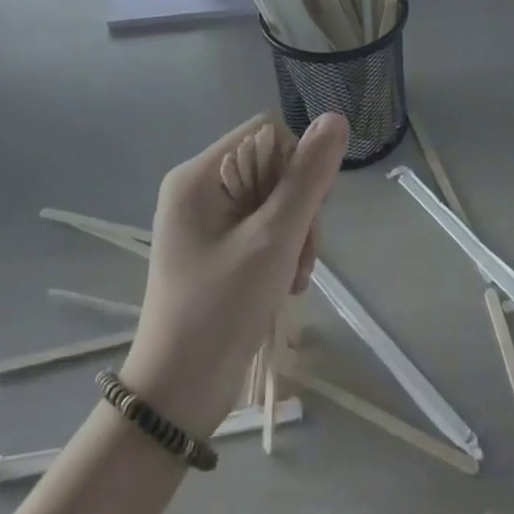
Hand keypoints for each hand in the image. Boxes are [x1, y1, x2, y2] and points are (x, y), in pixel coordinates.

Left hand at [120, 113, 348, 436]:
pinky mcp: (215, 247)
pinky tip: (287, 282)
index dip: (297, 164)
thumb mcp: (273, 240)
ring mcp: (205, 220)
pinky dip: (282, 249)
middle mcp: (198, 188)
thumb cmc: (221, 310)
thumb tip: (335, 119)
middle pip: (272, 166)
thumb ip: (306, 178)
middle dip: (299, 206)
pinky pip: (262, 225)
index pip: (267, 134)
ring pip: (273, 198)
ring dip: (296, 232)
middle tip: (303, 253)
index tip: (307, 212)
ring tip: (296, 275)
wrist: (178, 393)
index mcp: (199, 176)